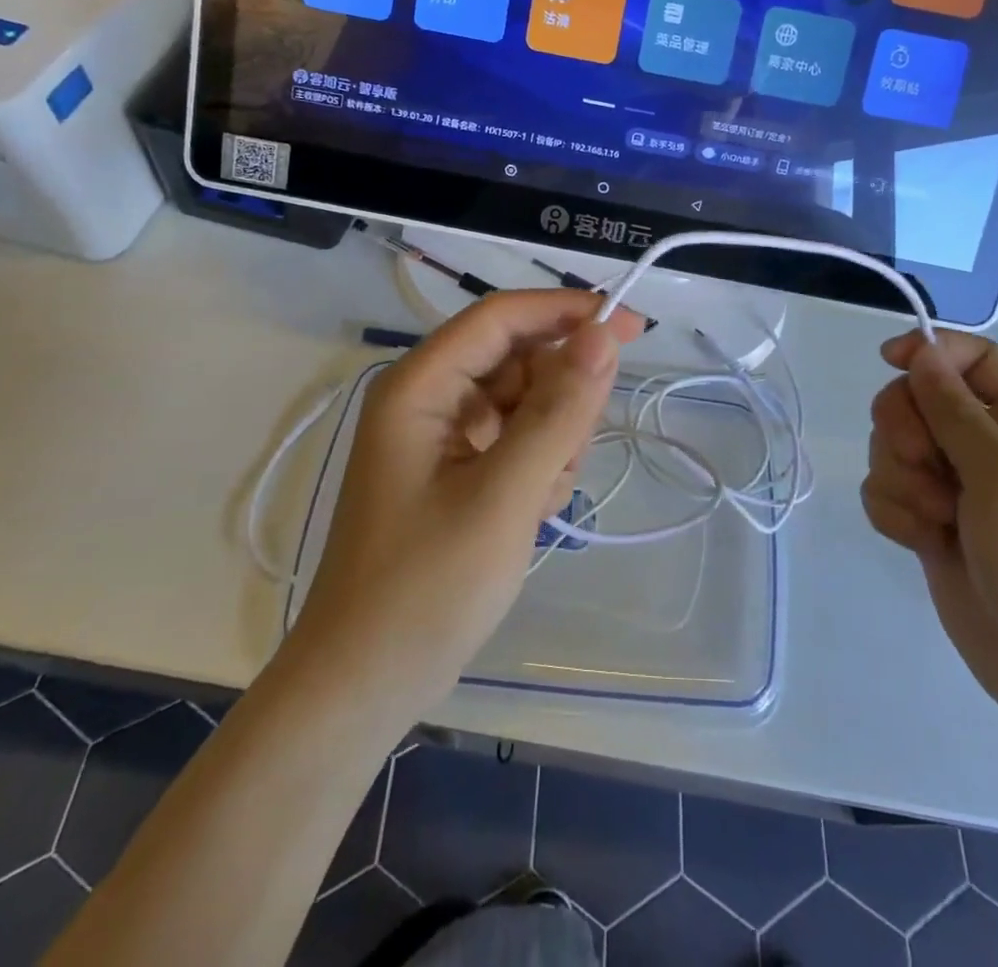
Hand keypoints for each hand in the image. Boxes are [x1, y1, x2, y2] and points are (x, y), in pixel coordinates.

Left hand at [284, 291, 644, 721]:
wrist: (365, 685)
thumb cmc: (426, 587)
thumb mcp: (504, 495)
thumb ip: (557, 411)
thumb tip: (603, 335)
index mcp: (421, 386)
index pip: (502, 317)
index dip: (567, 312)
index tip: (632, 329)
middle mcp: (429, 400)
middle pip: (518, 359)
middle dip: (560, 397)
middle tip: (572, 454)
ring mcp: (443, 439)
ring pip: (525, 403)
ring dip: (554, 438)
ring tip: (543, 497)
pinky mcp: (457, 473)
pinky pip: (517, 441)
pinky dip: (539, 466)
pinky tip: (534, 512)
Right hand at [862, 330, 997, 737]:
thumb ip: (956, 412)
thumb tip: (921, 352)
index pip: (970, 356)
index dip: (928, 350)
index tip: (889, 362)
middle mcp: (988, 443)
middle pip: (916, 396)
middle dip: (906, 431)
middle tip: (929, 468)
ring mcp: (955, 483)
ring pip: (891, 444)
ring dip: (902, 480)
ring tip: (937, 520)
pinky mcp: (928, 518)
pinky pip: (883, 488)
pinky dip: (893, 512)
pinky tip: (921, 542)